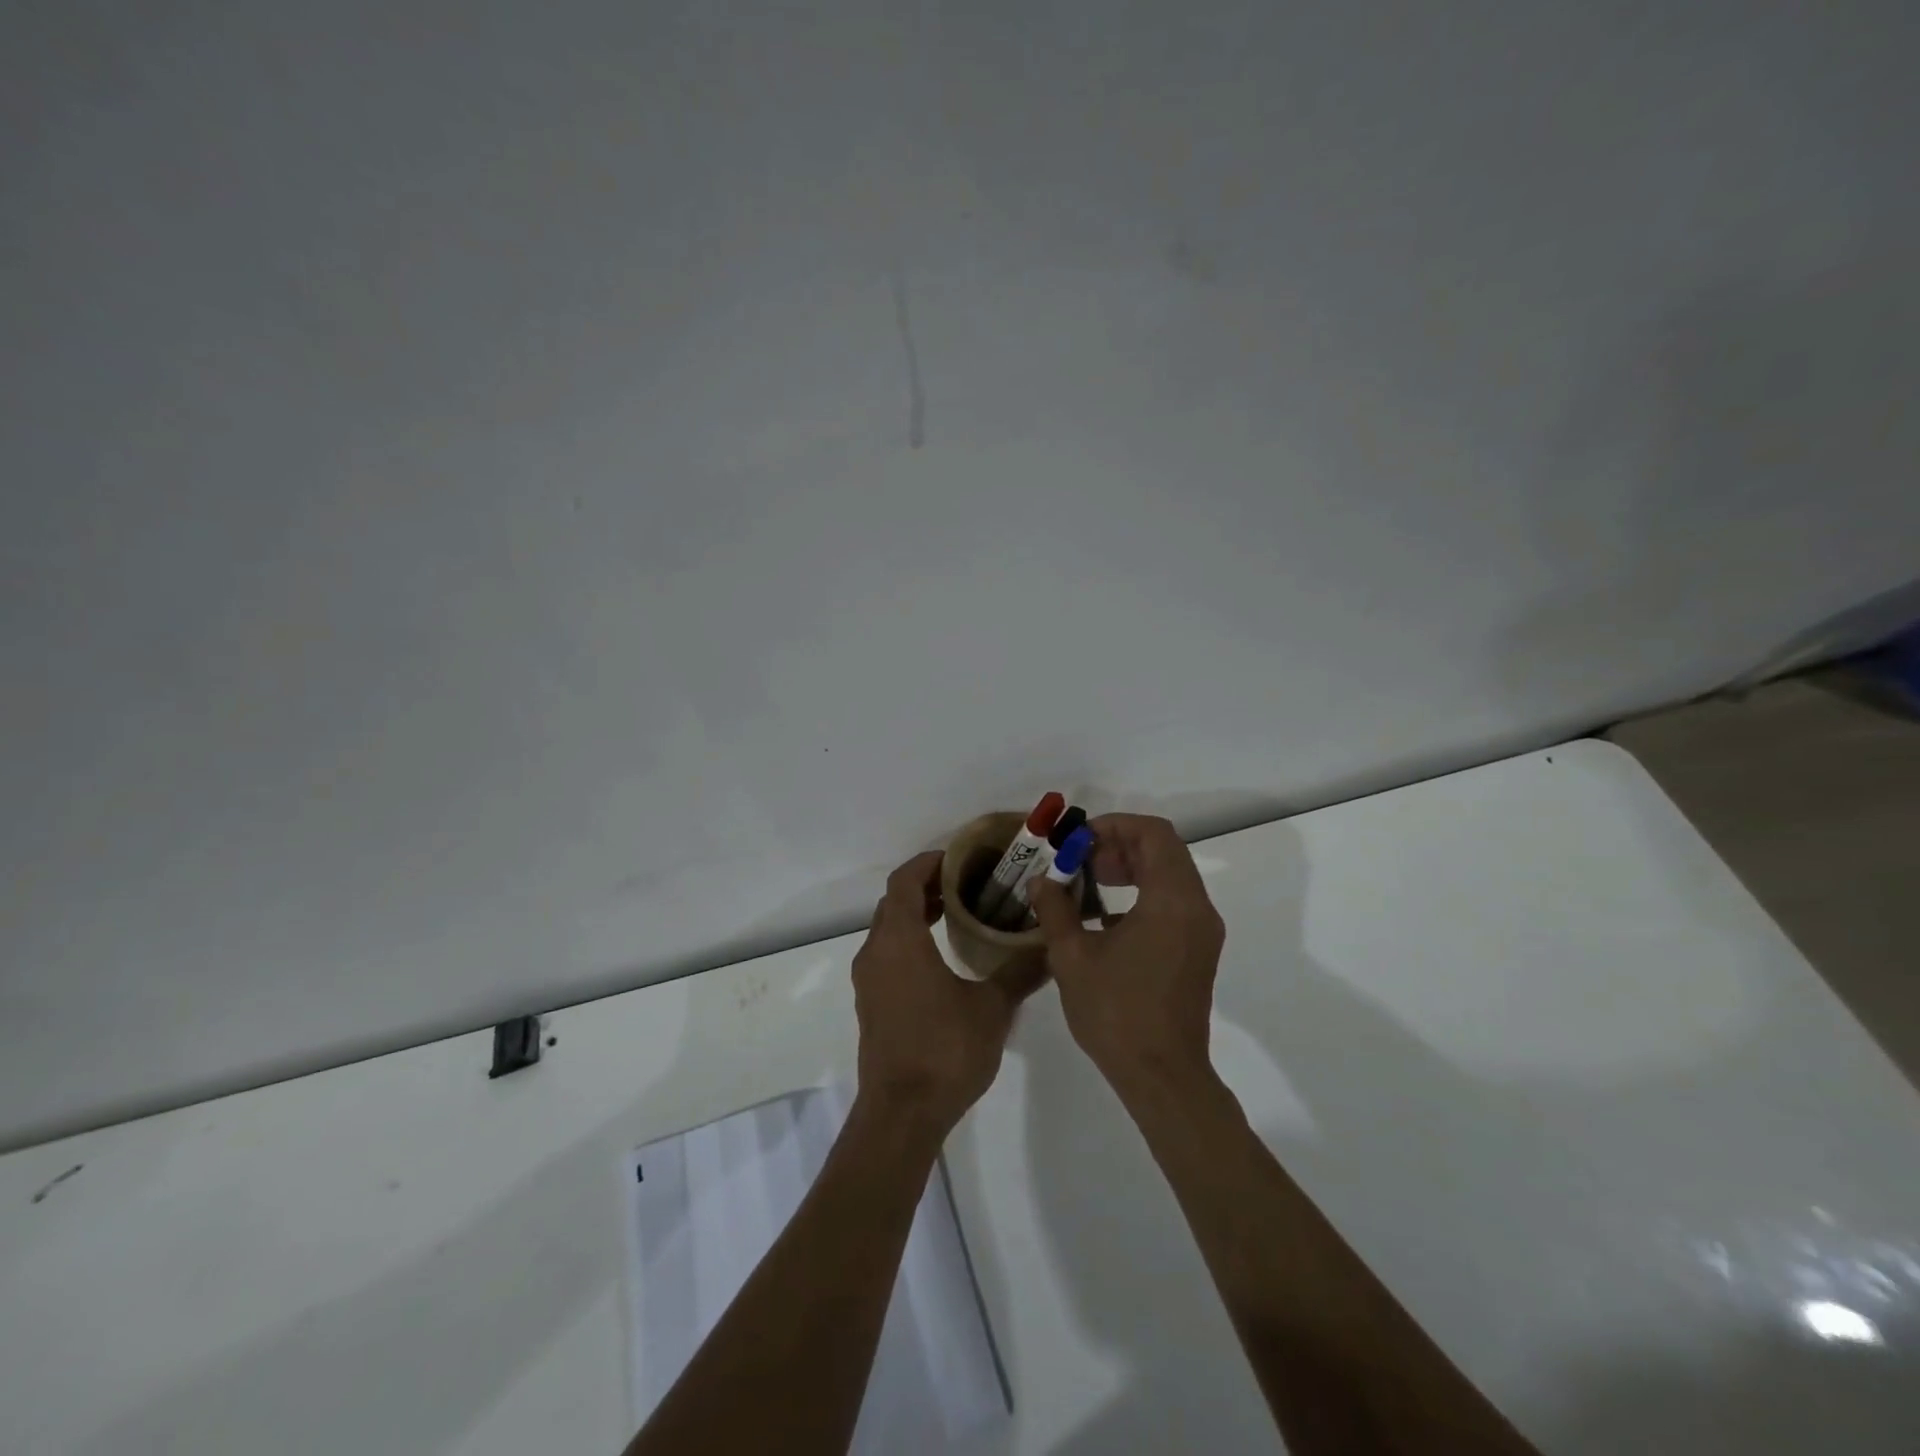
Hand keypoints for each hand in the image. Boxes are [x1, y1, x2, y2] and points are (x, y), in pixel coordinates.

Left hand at [852, 850, 1033, 1136]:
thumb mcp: (992, 1008)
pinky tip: (941, 956)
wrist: (902, 1114)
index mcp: (900, 940)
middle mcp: (876, 952)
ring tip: (957, 913)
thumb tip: (1051, 947)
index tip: (960, 859)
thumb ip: (1020, 972)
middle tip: (967, 884)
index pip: (904, 880)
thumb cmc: (945, 1051)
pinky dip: (909, 940)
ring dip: (916, 913)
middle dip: (926, 886)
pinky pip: (887, 953)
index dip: (929, 863)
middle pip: (894, 901)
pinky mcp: (872, 1003)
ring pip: (888, 928)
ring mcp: (869, 980)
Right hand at [1028, 814, 1225, 1097]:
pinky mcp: (1199, 951)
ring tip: (1089, 883)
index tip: (1080, 840)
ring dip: (1131, 868)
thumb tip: (1041, 881)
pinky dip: (1143, 894)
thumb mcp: (1072, 957)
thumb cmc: (1116, 1012)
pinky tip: (1106, 919)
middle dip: (1120, 845)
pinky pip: (1174, 902)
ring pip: (1171, 875)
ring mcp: (1202, 931)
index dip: (1116, 825)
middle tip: (1080, 860)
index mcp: (1172, 901)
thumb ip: (1055, 909)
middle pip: (1165, 851)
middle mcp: (1197, 908)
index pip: (1154, 834)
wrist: (1162, 1076)